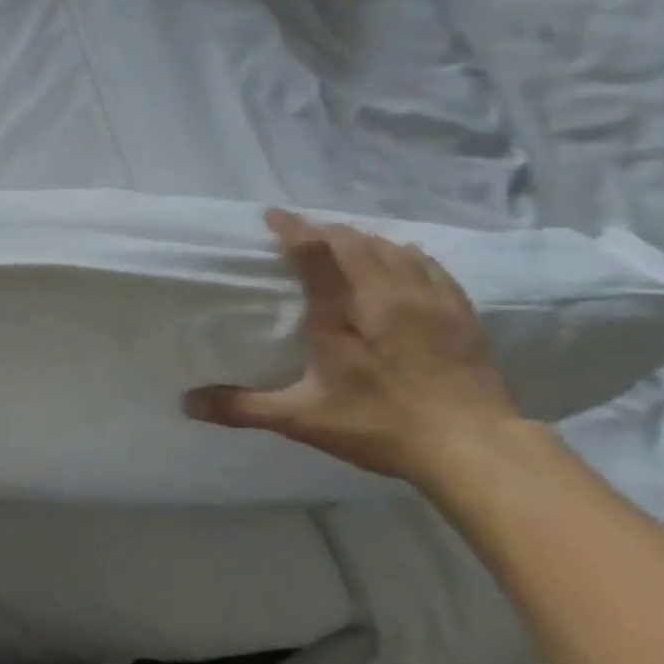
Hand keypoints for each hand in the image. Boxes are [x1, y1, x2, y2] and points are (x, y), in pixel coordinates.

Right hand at [184, 208, 524, 488]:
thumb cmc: (380, 425)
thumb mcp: (302, 419)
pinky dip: (404, 252)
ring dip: (362, 239)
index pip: (315, 253)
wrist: (475, 448)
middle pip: (354, 242)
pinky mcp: (460, 313)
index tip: (272, 215)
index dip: (293, 229)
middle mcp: (386, 294)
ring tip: (342, 242)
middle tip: (301, 233)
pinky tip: (400, 257)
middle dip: (324, 231)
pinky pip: (429, 264)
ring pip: (392, 247)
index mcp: (342, 314)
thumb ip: (243, 407)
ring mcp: (429, 301)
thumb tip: (187, 402)